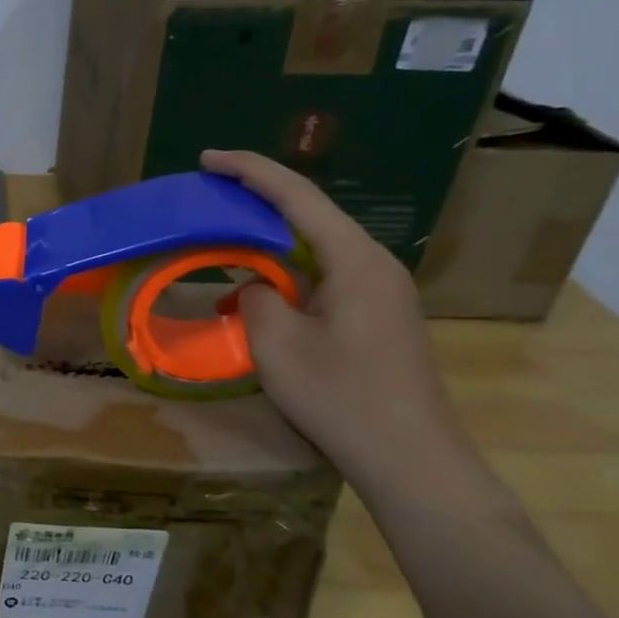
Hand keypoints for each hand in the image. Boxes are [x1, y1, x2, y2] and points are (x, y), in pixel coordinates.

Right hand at [201, 150, 481, 490]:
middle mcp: (373, 265)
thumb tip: (256, 288)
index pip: (297, 197)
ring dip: (270, 242)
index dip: (250, 172)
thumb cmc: (341, 396)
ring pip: (316, 249)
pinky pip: (324, 278)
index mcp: (354, 259)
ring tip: (225, 238)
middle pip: (310, 216)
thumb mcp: (277, 345)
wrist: (410, 458)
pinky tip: (257, 293)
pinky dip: (286, 275)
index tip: (208, 159)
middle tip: (210, 196)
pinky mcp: (377, 319)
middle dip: (258, 201)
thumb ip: (255, 298)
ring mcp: (380, 293)